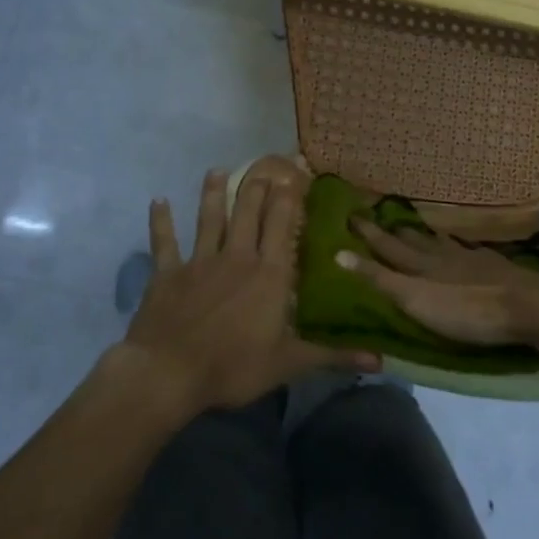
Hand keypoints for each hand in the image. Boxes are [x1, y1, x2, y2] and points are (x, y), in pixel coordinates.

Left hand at [122, 169, 377, 415]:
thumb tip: (381, 359)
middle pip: (248, 213)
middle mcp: (237, 257)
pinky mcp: (168, 273)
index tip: (294, 174)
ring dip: (213, 194)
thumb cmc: (234, 366)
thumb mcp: (290, 364)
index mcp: (269, 273)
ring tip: (217, 171)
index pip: (282, 225)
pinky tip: (158, 201)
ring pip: (209, 219)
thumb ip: (334, 355)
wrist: (169, 373)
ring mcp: (200, 261)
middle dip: (257, 187)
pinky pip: (164, 242)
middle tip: (263, 164)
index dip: (289, 198)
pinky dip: (160, 222)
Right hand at [336, 218, 538, 347]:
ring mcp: (469, 258)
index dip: (367, 233)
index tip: (350, 214)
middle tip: (376, 217)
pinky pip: (464, 249)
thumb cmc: (465, 310)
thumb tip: (338, 254)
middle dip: (391, 230)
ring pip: (437, 241)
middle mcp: (440, 255)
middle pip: (411, 240)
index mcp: (419, 265)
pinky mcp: (492, 266)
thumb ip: (380, 279)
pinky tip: (458, 246)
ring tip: (409, 227)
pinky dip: (452, 245)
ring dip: (420, 235)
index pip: (386, 246)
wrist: (526, 306)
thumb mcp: (414, 300)